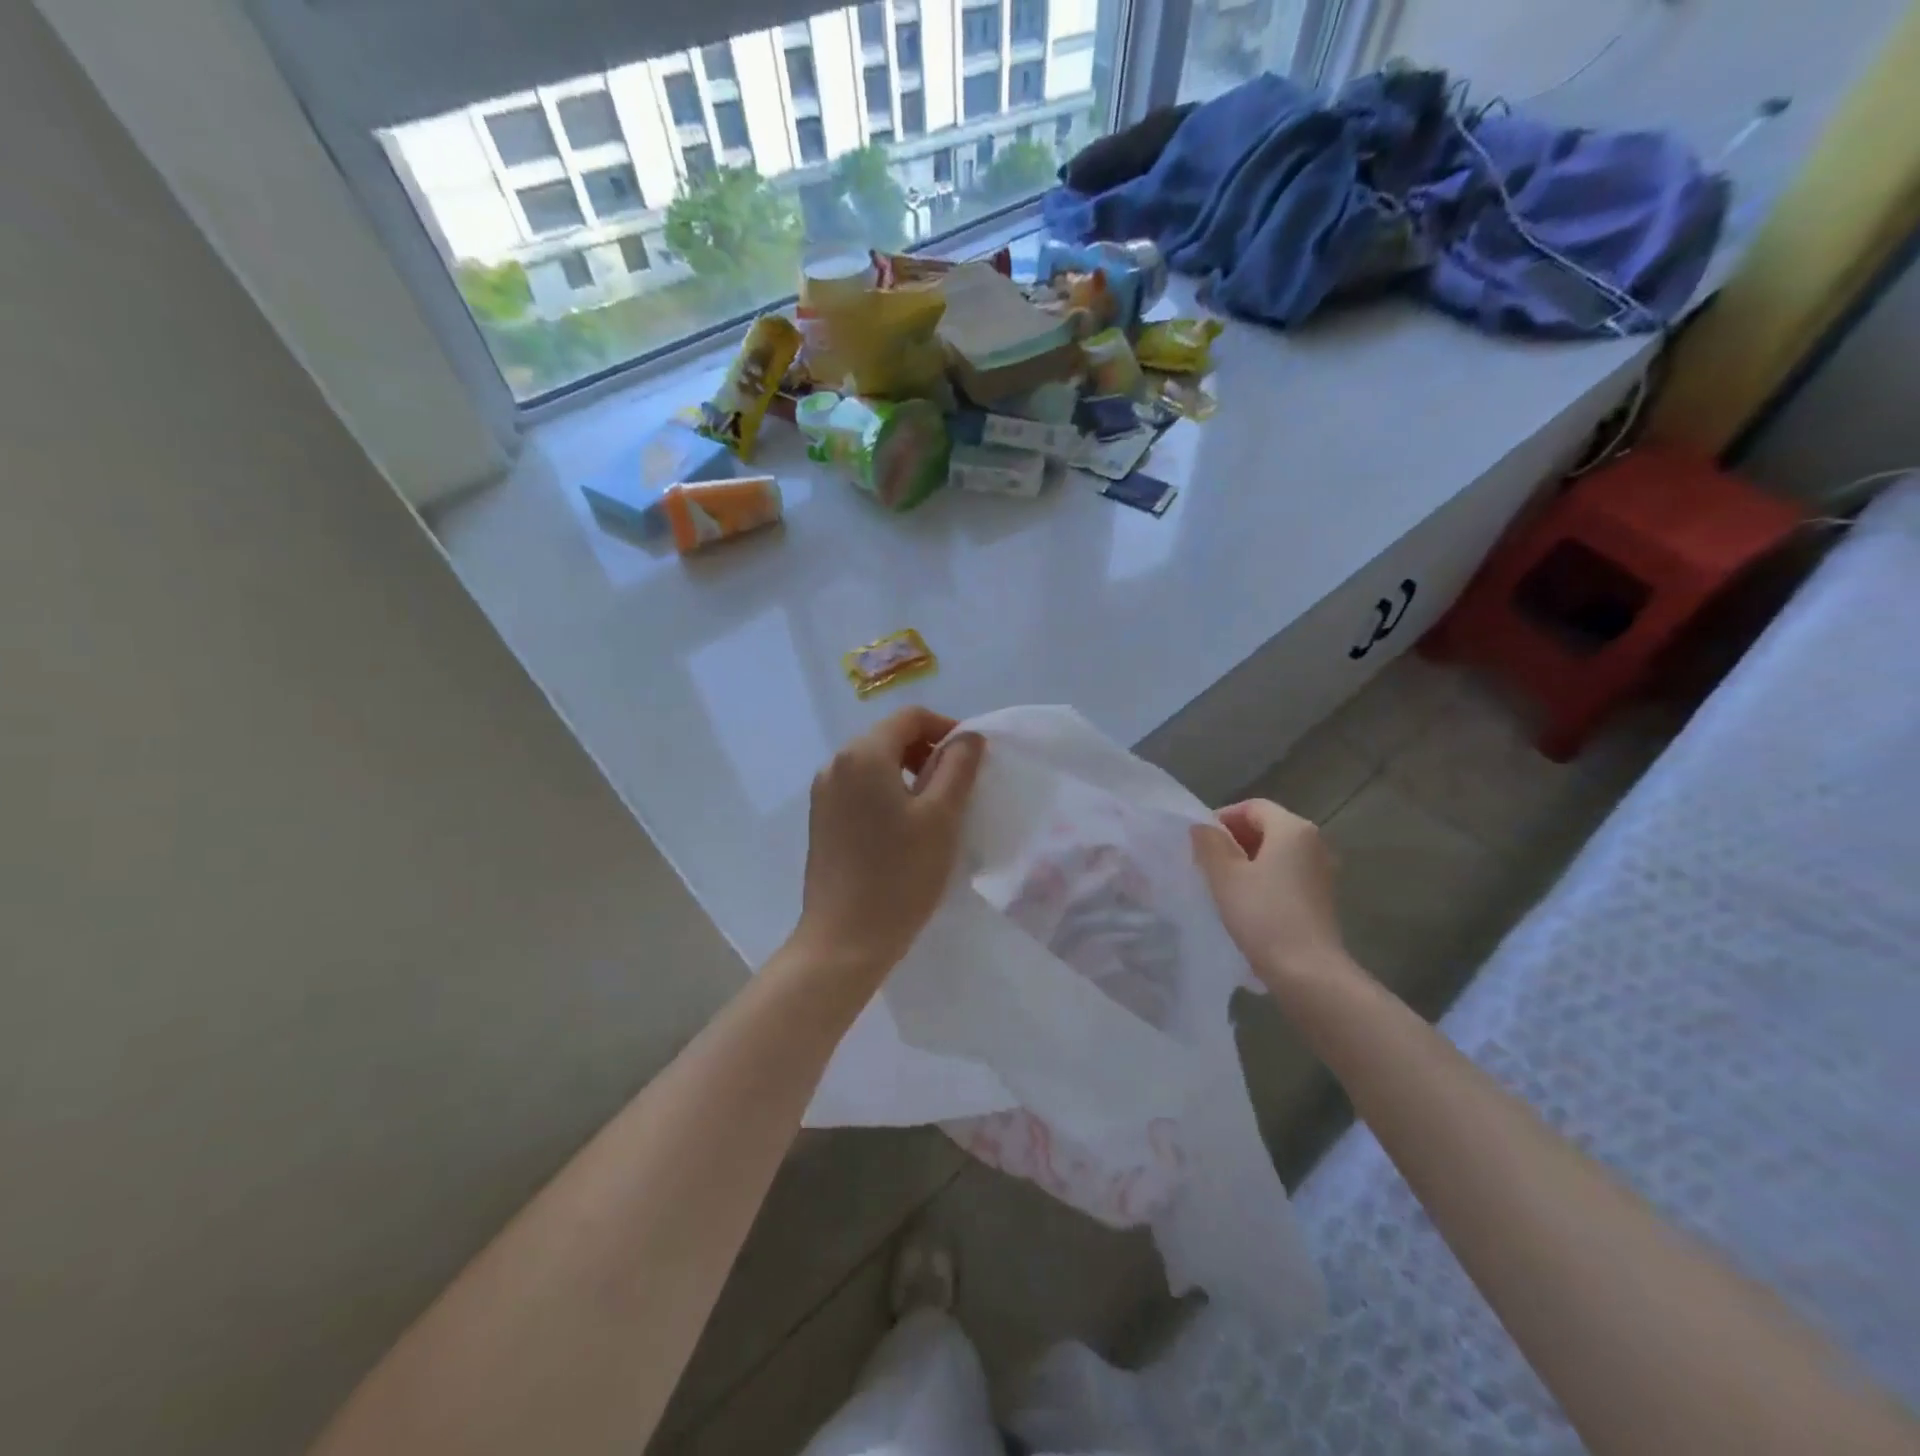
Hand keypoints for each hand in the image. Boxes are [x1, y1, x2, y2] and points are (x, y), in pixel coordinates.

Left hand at [794, 707, 985, 984]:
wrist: (844, 939)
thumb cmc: (899, 875)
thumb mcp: (941, 817)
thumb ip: (958, 767)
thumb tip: (968, 737)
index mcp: (863, 754)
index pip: (910, 718)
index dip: (947, 728)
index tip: (974, 757)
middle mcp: (836, 764)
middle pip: (889, 738)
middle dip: (928, 751)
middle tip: (960, 785)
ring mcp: (823, 793)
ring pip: (874, 764)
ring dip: (909, 773)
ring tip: (937, 808)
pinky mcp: (821, 820)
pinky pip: (860, 789)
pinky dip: (888, 793)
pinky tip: (906, 827)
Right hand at [1192, 799, 1350, 989]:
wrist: (1308, 972)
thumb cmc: (1263, 915)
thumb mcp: (1225, 875)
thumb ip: (1209, 844)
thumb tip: (1202, 828)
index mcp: (1293, 829)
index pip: (1252, 807)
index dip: (1223, 818)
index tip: (1200, 842)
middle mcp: (1314, 842)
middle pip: (1267, 827)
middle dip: (1234, 840)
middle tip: (1206, 862)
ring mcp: (1322, 871)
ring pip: (1277, 852)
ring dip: (1248, 861)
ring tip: (1222, 884)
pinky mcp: (1322, 897)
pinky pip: (1287, 874)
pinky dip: (1265, 878)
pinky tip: (1247, 902)